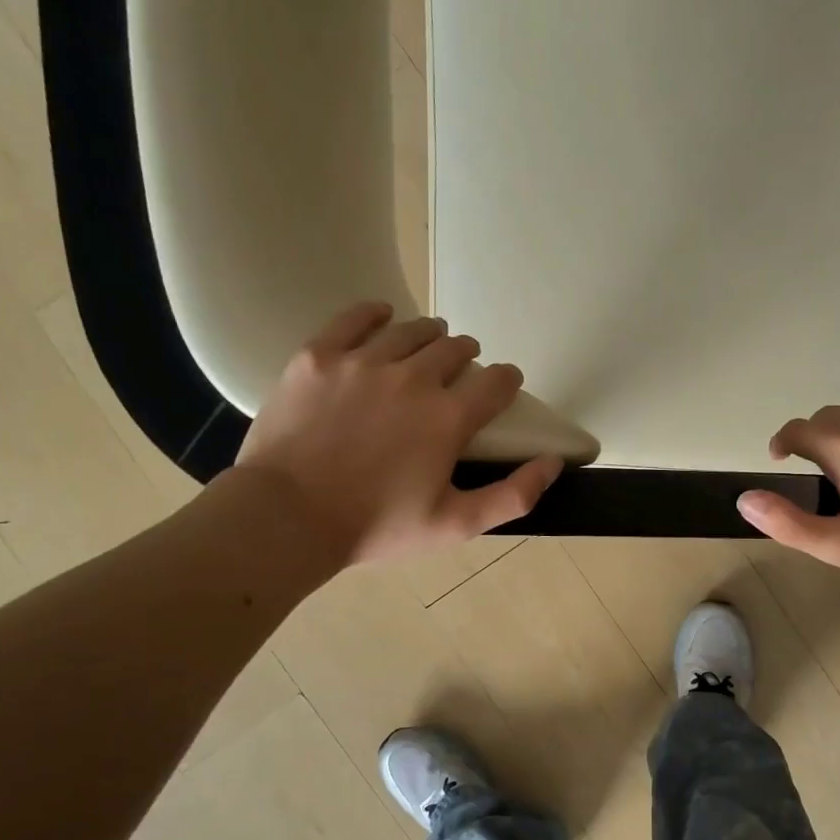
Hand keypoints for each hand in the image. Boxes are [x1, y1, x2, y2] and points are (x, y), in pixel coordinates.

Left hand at [234, 302, 561, 567]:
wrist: (286, 518)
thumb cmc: (376, 526)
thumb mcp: (455, 525)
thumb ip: (514, 495)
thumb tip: (553, 463)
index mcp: (448, 418)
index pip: (497, 382)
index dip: (507, 380)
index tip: (505, 384)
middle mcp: (413, 378)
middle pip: (455, 349)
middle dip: (467, 357)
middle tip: (462, 369)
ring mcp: (363, 362)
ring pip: (411, 331)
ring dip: (430, 335)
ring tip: (430, 342)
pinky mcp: (319, 356)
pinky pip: (354, 318)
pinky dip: (376, 313)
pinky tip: (384, 315)